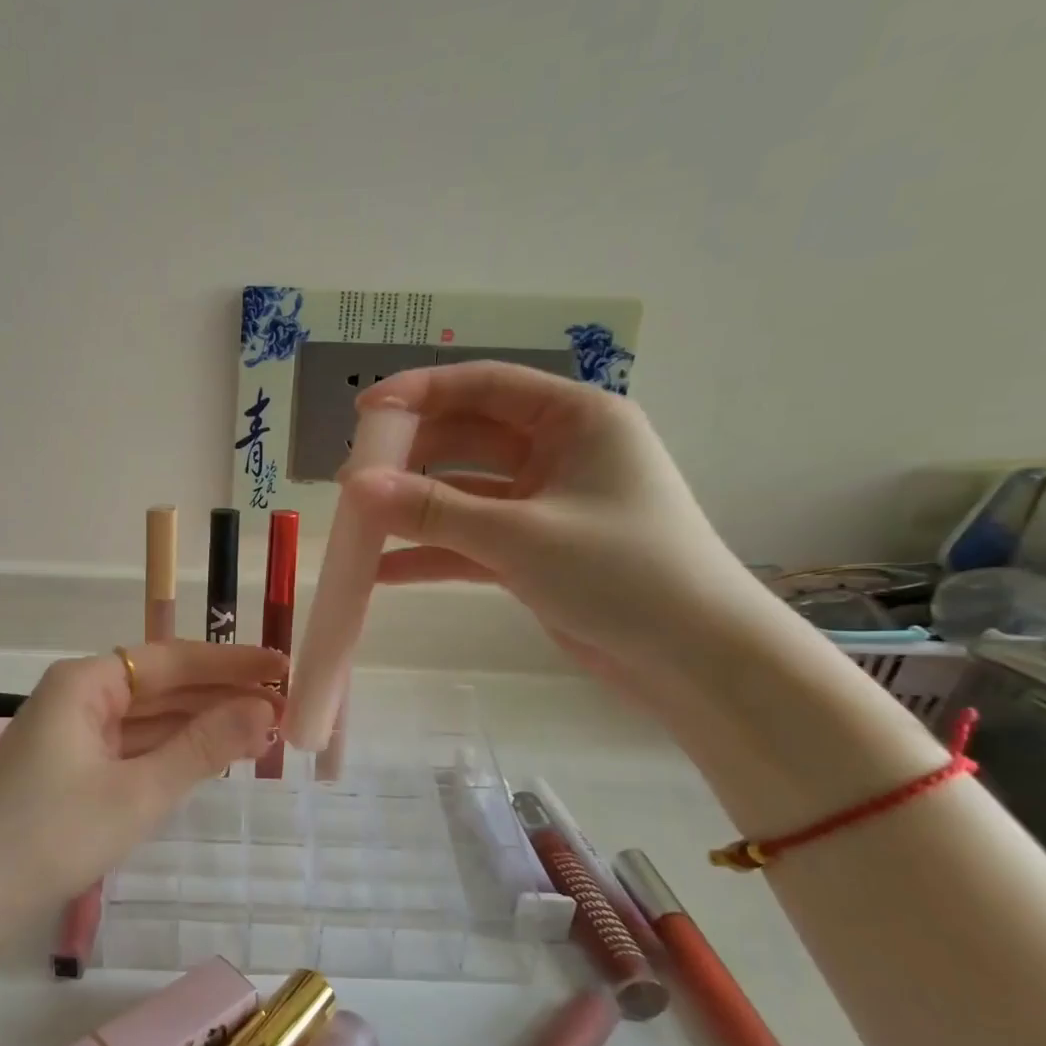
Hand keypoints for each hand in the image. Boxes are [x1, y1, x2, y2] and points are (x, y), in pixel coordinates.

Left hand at [0, 641, 283, 906]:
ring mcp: (74, 733)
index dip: (232, 664)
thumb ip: (202, 748)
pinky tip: (212, 757)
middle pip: (162, 685)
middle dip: (221, 695)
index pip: (173, 660)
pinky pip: (133, 746)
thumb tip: (264, 709)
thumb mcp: (136, 793)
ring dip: (201, 724)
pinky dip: (172, 751)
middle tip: (285, 706)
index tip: (283, 668)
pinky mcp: (72, 768)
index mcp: (87, 682)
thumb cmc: (48, 837)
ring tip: (263, 731)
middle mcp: (80, 695)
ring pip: (149, 718)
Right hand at [338, 362, 765, 692]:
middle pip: (467, 437)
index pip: (485, 385)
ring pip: (464, 492)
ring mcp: (545, 503)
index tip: (363, 413)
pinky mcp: (535, 550)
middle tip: (352, 482)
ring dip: (414, 508)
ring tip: (358, 524)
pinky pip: (472, 539)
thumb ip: (433, 510)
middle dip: (409, 457)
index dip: (420, 391)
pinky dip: (433, 552)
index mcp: (575, 419)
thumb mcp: (519, 536)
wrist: (694, 660)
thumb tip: (355, 487)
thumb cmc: (622, 573)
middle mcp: (559, 452)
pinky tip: (384, 571)